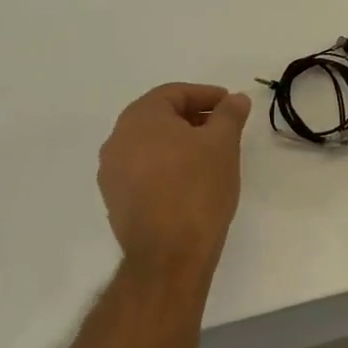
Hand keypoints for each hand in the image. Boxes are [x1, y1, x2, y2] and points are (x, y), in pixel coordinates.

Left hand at [97, 83, 251, 276]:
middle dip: (193, 118)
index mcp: (140, 117)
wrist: (168, 254)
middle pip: (159, 117)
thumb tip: (236, 99)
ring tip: (209, 155)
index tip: (230, 105)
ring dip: (179, 143)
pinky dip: (166, 166)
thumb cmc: (197, 188)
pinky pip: (143, 170)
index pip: (174, 93)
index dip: (206, 95)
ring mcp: (111, 172)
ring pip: (150, 144)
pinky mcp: (115, 200)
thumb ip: (229, 114)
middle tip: (223, 128)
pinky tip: (189, 181)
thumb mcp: (223, 144)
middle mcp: (117, 139)